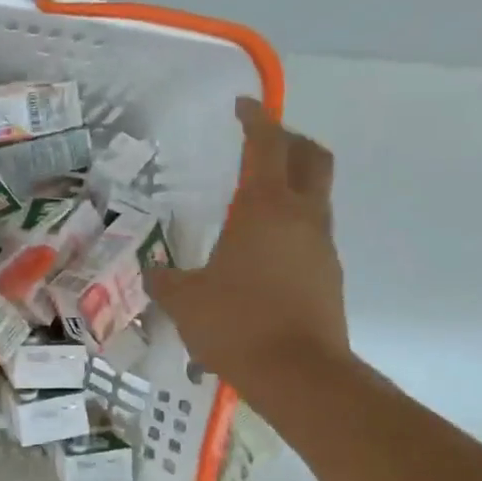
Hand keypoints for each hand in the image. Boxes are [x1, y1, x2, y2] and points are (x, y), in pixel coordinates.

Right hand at [148, 96, 349, 402]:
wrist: (299, 374)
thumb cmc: (236, 324)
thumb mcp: (184, 300)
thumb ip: (165, 280)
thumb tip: (153, 273)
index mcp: (265, 208)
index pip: (266, 145)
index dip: (255, 119)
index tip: (242, 105)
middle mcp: (302, 217)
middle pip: (311, 158)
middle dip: (288, 142)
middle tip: (260, 145)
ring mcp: (322, 247)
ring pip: (315, 198)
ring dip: (291, 188)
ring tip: (252, 206)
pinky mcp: (328, 276)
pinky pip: (310, 235)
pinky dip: (290, 228)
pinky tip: (259, 255)